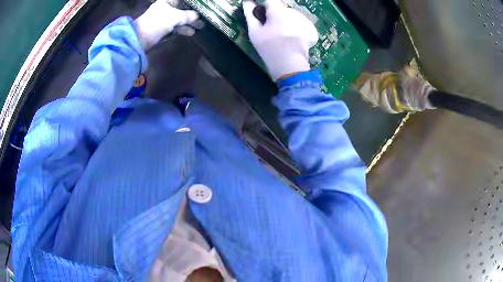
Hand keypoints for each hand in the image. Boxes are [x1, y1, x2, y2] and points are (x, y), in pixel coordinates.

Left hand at [134, 0, 198, 49]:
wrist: (140, 38)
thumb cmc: (157, 22)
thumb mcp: (175, 17)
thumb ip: (188, 15)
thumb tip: (198, 16)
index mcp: (167, 1)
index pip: (183, 0)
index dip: (193, 3)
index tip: (202, 7)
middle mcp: (166, 8)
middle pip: (183, 9)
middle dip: (193, 14)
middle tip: (204, 18)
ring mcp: (164, 18)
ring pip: (180, 18)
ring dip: (189, 23)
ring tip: (200, 27)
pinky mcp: (162, 28)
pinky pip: (176, 27)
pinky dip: (183, 29)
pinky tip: (191, 32)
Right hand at [243, 0, 317, 80]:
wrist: (290, 65)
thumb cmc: (268, 47)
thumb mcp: (254, 32)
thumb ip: (250, 15)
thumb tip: (247, 3)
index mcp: (278, 11)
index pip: (270, 1)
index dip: (265, 7)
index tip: (263, 16)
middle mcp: (293, 12)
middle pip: (283, 10)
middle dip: (277, 16)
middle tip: (273, 31)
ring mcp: (304, 21)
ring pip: (294, 17)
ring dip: (289, 23)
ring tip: (285, 37)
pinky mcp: (312, 30)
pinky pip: (303, 26)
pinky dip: (299, 30)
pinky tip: (294, 40)